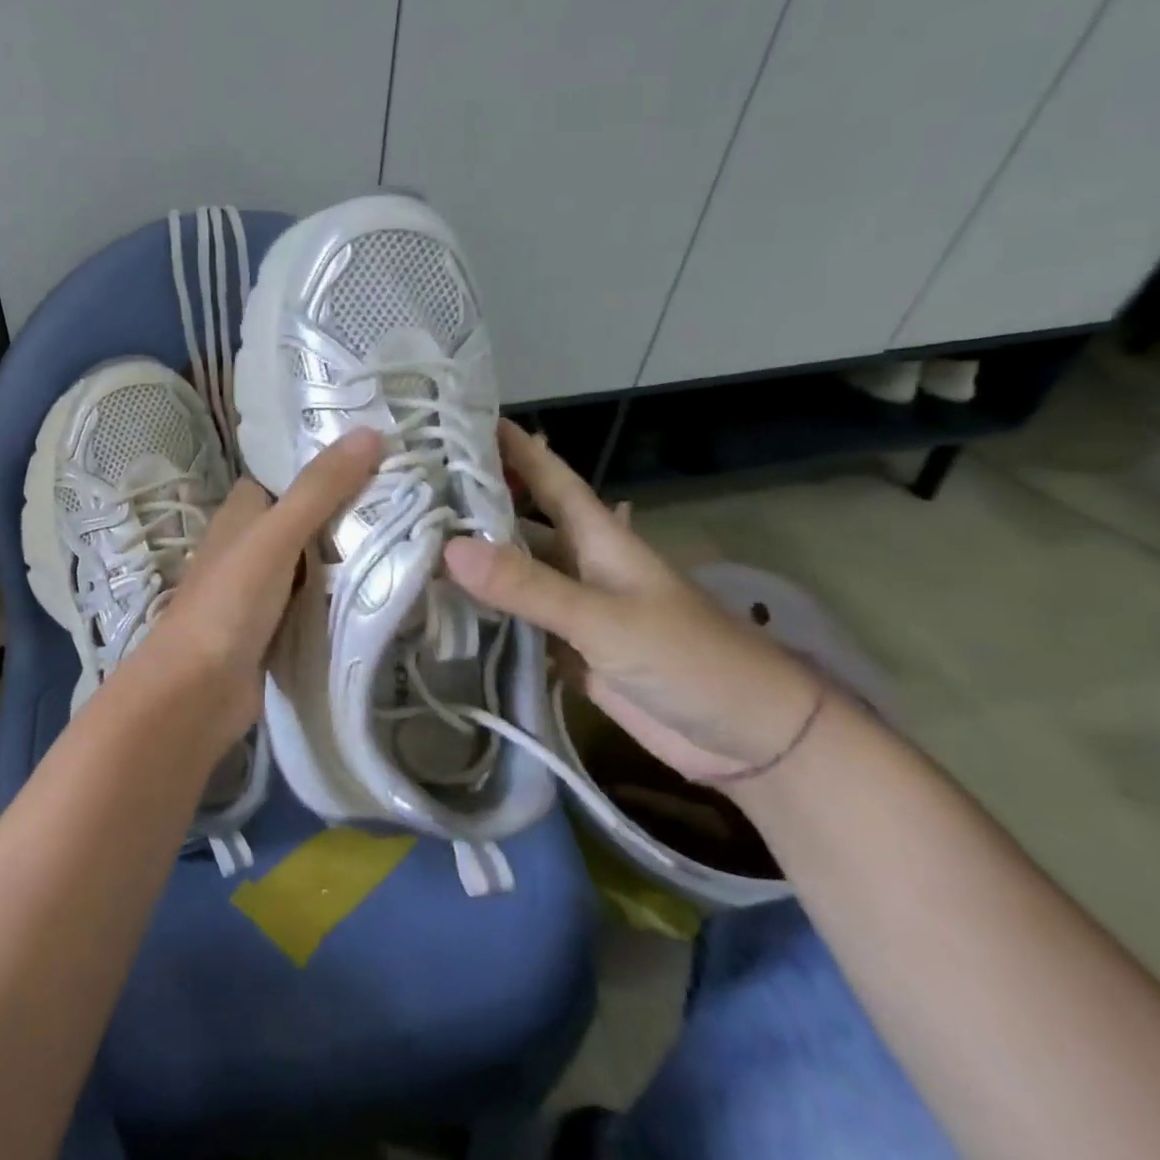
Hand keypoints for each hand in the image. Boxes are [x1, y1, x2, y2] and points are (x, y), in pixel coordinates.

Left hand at [124, 429, 383, 756]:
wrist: (196, 693)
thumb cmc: (229, 603)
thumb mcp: (275, 536)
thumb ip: (319, 489)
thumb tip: (370, 432)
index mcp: (244, 511)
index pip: (291, 472)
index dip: (330, 460)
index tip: (385, 452)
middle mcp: (254, 542)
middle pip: (310, 514)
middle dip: (353, 507)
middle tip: (414, 496)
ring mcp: (266, 585)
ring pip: (318, 557)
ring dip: (354, 551)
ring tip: (415, 533)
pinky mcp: (280, 623)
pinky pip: (319, 596)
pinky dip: (345, 590)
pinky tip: (388, 585)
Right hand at [444, 419, 819, 781]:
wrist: (749, 740)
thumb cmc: (690, 659)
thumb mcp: (606, 618)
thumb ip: (529, 585)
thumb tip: (449, 548)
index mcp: (596, 535)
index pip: (546, 474)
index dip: (510, 444)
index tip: (458, 419)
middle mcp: (578, 562)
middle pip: (518, 520)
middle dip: (472, 501)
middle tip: (411, 487)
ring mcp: (572, 608)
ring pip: (512, 571)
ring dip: (471, 559)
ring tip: (410, 542)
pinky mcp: (567, 650)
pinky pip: (514, 621)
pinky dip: (481, 612)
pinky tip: (440, 607)